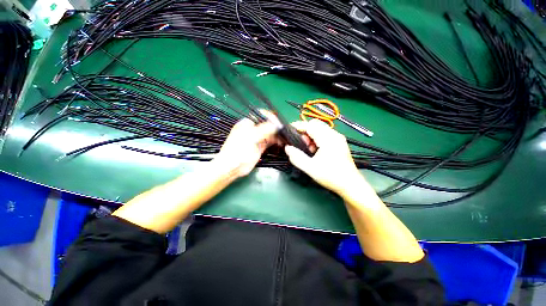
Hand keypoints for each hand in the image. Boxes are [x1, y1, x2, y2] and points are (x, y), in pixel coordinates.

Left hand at [212, 115, 279, 178]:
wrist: (233, 167)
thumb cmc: (238, 149)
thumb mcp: (251, 137)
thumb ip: (264, 129)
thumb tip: (277, 125)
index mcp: (248, 123)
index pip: (262, 115)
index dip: (271, 118)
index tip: (279, 123)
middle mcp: (253, 129)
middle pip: (267, 124)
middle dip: (276, 127)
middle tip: (285, 131)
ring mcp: (257, 138)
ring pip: (270, 133)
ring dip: (277, 135)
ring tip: (285, 137)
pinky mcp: (261, 146)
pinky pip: (270, 141)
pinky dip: (276, 141)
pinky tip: (281, 142)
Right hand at [284, 119, 365, 195]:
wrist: (350, 184)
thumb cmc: (331, 176)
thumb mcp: (310, 168)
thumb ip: (297, 157)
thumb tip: (288, 148)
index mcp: (328, 139)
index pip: (310, 125)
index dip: (298, 126)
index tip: (289, 131)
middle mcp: (334, 135)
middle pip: (316, 124)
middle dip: (305, 131)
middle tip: (301, 144)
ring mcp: (338, 138)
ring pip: (320, 128)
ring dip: (311, 135)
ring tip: (308, 149)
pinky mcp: (339, 142)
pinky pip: (325, 134)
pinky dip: (317, 138)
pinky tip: (316, 150)